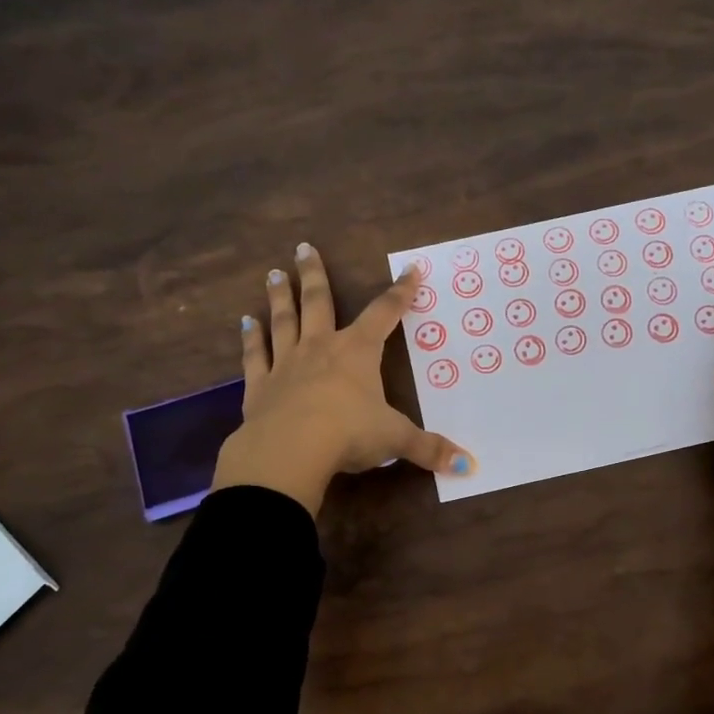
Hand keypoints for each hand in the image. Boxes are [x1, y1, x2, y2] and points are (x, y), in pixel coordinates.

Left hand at [210, 244, 473, 515]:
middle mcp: (321, 348)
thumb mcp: (395, 440)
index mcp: (358, 352)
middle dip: (315, 275)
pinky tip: (245, 323)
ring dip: (281, 297)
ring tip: (275, 273)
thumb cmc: (349, 435)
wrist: (289, 450)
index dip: (401, 292)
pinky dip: (250, 339)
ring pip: (284, 321)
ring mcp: (286, 364)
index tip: (410, 270)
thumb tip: (467, 466)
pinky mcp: (260, 386)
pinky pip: (254, 356)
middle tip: (304, 247)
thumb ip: (429, 449)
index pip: (385, 313)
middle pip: (319, 302)